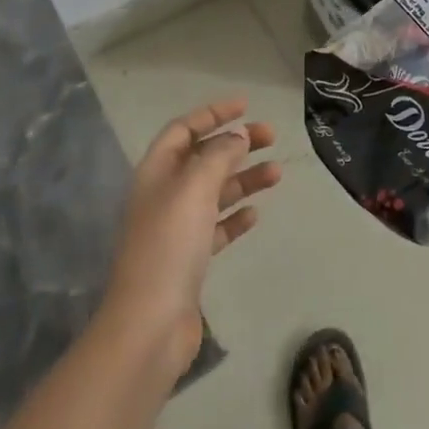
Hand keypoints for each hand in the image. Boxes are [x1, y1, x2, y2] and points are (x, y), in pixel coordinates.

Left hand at [102, 98, 279, 376]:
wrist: (150, 323)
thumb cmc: (170, 244)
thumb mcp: (195, 187)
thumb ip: (219, 155)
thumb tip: (238, 135)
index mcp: (157, 172)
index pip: (184, 129)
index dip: (213, 114)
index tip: (246, 106)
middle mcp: (164, 195)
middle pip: (203, 158)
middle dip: (235, 144)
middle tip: (271, 136)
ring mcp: (176, 229)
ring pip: (214, 192)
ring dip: (244, 178)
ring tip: (277, 173)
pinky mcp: (189, 260)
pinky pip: (216, 227)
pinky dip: (235, 217)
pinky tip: (255, 215)